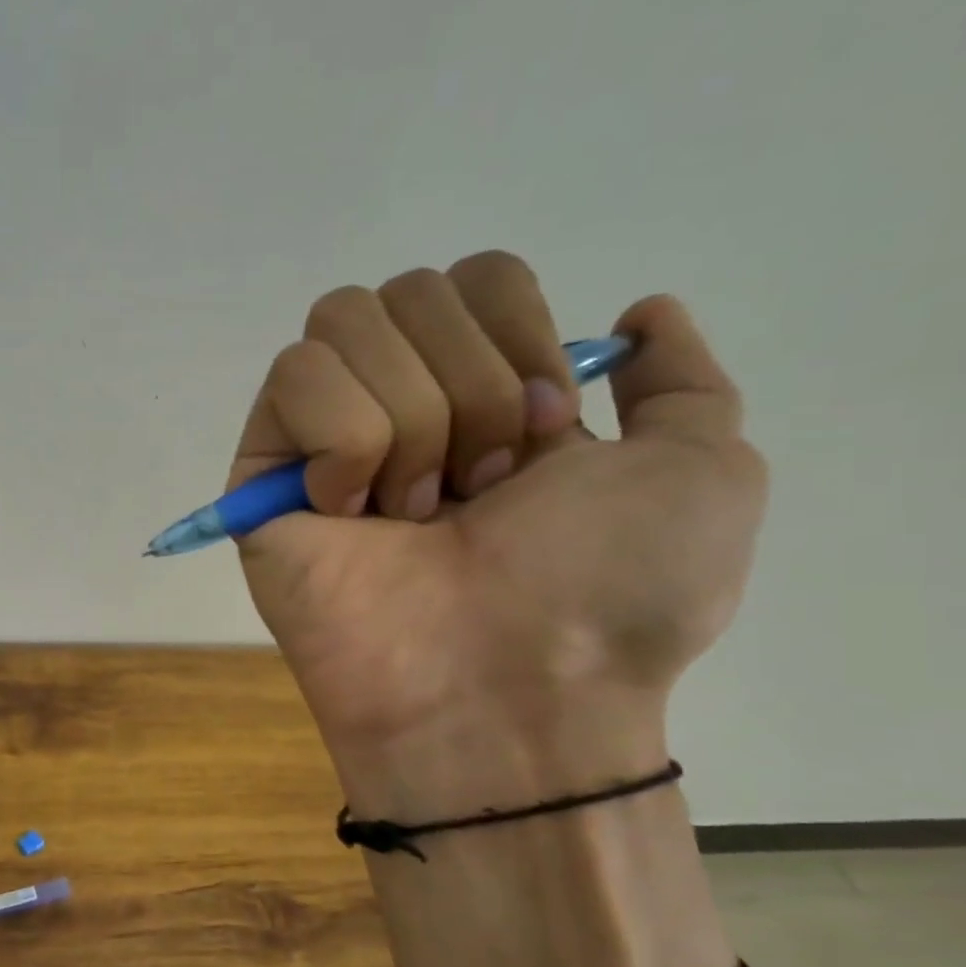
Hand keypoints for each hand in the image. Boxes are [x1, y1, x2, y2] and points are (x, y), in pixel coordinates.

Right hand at [233, 252, 767, 820]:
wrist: (505, 690)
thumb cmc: (605, 595)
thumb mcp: (703, 471)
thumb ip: (681, 380)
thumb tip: (637, 311)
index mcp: (488, 396)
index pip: (475, 276)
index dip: (516, 334)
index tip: (545, 433)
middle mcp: (401, 406)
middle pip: (407, 291)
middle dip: (467, 387)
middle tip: (477, 491)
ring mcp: (322, 440)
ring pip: (345, 324)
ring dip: (411, 420)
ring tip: (415, 515)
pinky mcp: (262, 474)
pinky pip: (294, 379)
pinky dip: (345, 441)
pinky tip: (350, 514)